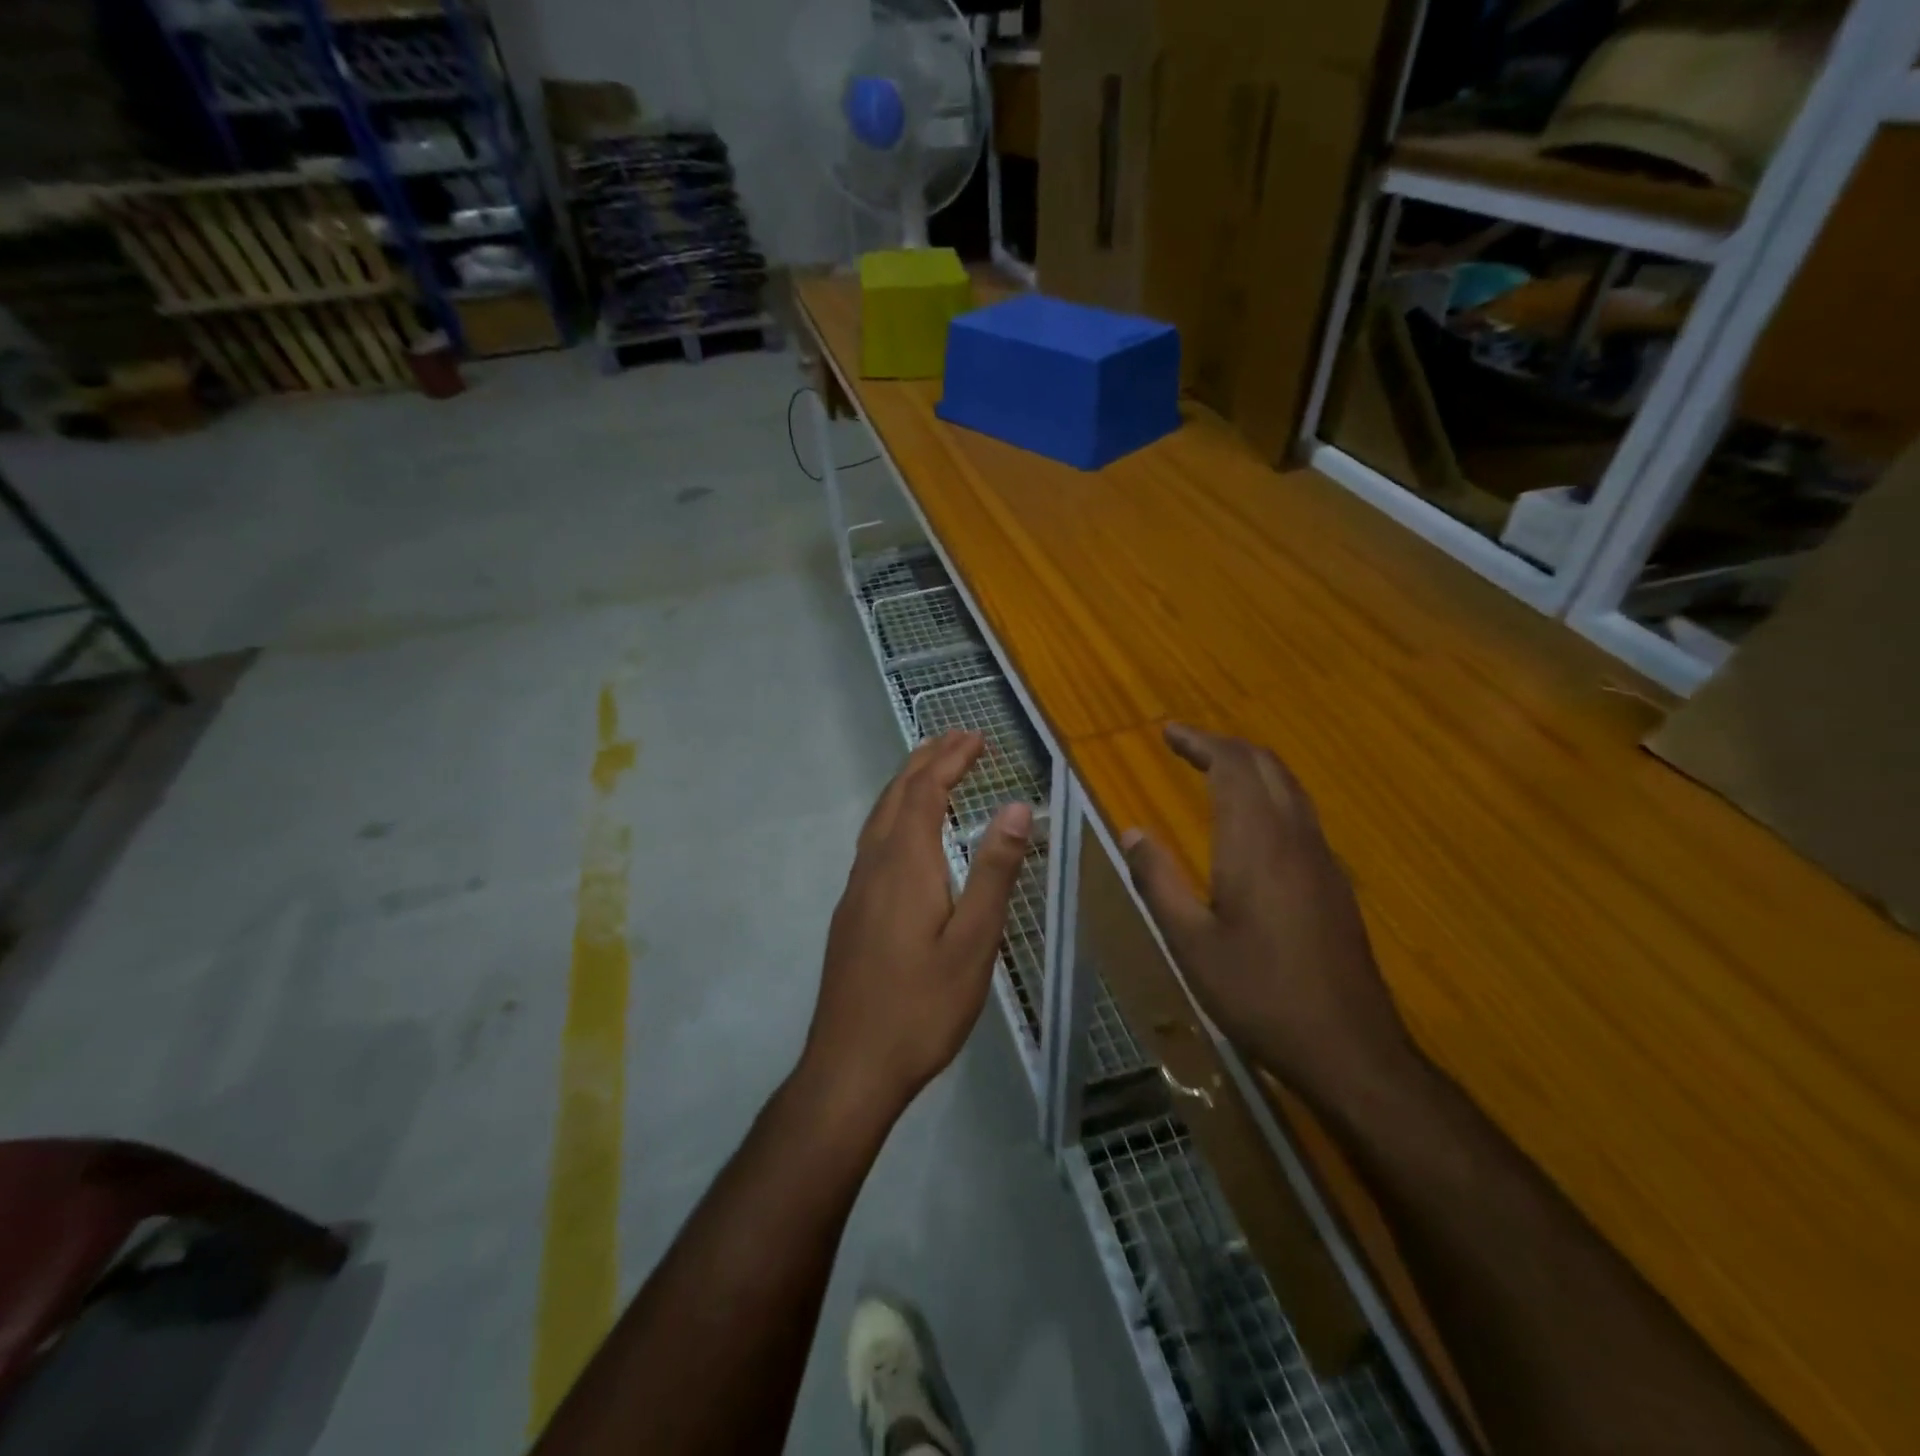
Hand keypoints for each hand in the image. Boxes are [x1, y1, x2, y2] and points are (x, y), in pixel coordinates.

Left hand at [801, 730, 1032, 1121]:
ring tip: (935, 768)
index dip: (951, 758)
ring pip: (880, 817)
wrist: (850, 1065)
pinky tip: (908, 833)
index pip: (926, 791)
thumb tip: (1016, 806)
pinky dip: (896, 814)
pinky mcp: (851, 911)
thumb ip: (994, 872)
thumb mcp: (974, 942)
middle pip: (897, 795)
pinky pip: (874, 841)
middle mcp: (873, 865)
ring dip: (908, 784)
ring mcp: (856, 889)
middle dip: (927, 759)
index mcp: (904, 864)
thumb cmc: (921, 1007)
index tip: (977, 735)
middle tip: (958, 737)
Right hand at [1121, 724, 1413, 1110]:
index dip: (1200, 742)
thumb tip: (1131, 831)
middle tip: (1185, 746)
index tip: (1168, 733)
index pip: (1233, 766)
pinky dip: (1269, 794)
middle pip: (1266, 765)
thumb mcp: (1190, 943)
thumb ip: (1158, 881)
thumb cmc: (1259, 995)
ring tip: (1213, 771)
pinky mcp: (1334, 882)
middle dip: (1224, 746)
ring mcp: (1322, 858)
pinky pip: (1300, 813)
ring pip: (1289, 787)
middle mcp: (1295, 837)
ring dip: (1250, 767)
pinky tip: (1250, 822)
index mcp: (1257, 843)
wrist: (1350, 1048)